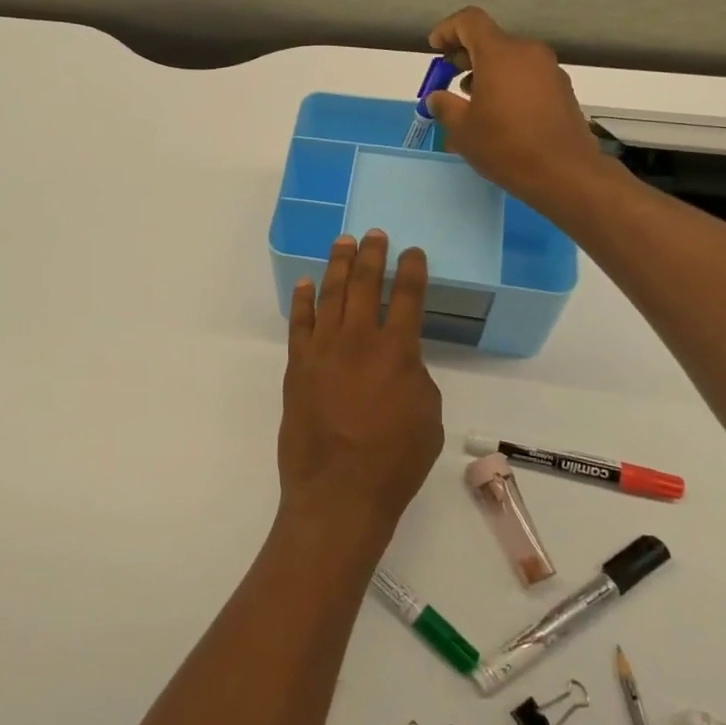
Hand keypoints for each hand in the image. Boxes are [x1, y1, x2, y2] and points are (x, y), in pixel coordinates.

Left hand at [279, 231, 443, 546]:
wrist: (339, 491)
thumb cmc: (394, 461)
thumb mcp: (428, 418)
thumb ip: (416, 378)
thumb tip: (400, 362)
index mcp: (397, 350)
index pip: (407, 297)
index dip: (411, 270)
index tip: (413, 251)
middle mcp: (358, 340)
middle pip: (365, 284)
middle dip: (371, 255)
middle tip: (374, 234)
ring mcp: (323, 350)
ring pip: (330, 295)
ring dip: (338, 266)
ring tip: (343, 242)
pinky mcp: (297, 366)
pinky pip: (300, 323)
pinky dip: (302, 300)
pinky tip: (305, 283)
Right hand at [427, 6, 608, 215]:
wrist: (565, 173)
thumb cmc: (506, 146)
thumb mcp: (462, 129)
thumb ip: (444, 106)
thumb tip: (437, 98)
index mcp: (500, 53)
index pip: (469, 21)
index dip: (448, 29)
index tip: (435, 49)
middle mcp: (527, 52)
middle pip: (491, 40)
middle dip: (466, 55)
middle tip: (449, 79)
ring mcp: (549, 70)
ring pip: (510, 59)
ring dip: (487, 72)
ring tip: (473, 102)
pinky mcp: (562, 89)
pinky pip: (527, 76)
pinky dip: (508, 85)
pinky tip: (500, 115)